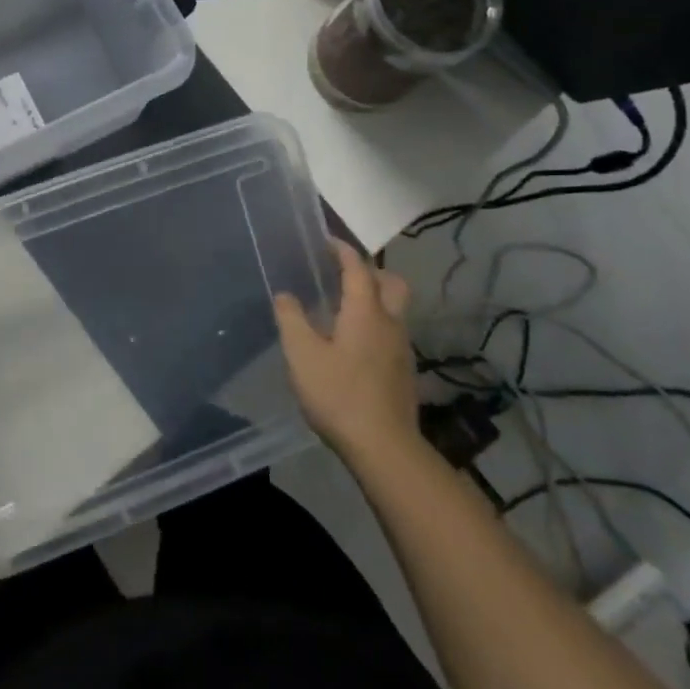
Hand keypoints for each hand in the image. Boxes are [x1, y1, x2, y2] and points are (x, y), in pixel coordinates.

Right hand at [275, 240, 419, 467]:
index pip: (358, 267)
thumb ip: (291, 319)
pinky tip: (353, 345)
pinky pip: (391, 332)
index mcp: (366, 312)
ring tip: (342, 309)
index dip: (342, 250)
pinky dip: (375, 324)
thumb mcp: (302, 355)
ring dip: (374, 299)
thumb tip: (285, 295)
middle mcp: (390, 322)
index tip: (326, 241)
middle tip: (342, 274)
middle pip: (391, 282)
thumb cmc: (339, 395)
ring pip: (394, 309)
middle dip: (369, 271)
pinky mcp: (404, 371)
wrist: (384, 448)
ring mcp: (402, 348)